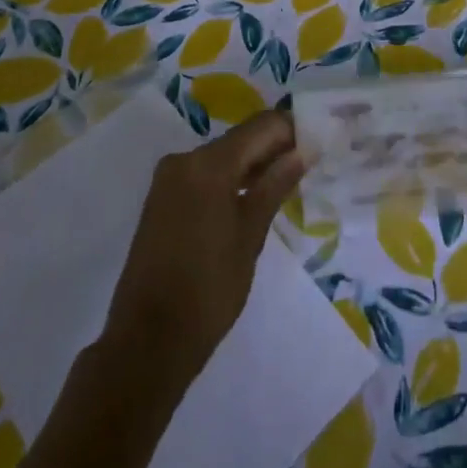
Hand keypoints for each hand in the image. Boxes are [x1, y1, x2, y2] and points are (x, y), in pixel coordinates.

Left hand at [102, 108, 305, 385]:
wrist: (148, 342)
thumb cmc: (209, 290)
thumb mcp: (250, 236)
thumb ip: (276, 185)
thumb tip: (303, 150)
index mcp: (209, 164)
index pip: (261, 126)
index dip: (292, 130)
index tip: (318, 143)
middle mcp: (185, 158)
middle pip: (241, 138)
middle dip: (274, 148)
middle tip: (309, 164)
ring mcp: (170, 178)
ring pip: (223, 156)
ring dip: (253, 165)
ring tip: (287, 183)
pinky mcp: (163, 197)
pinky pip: (205, 174)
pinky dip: (230, 180)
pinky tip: (252, 198)